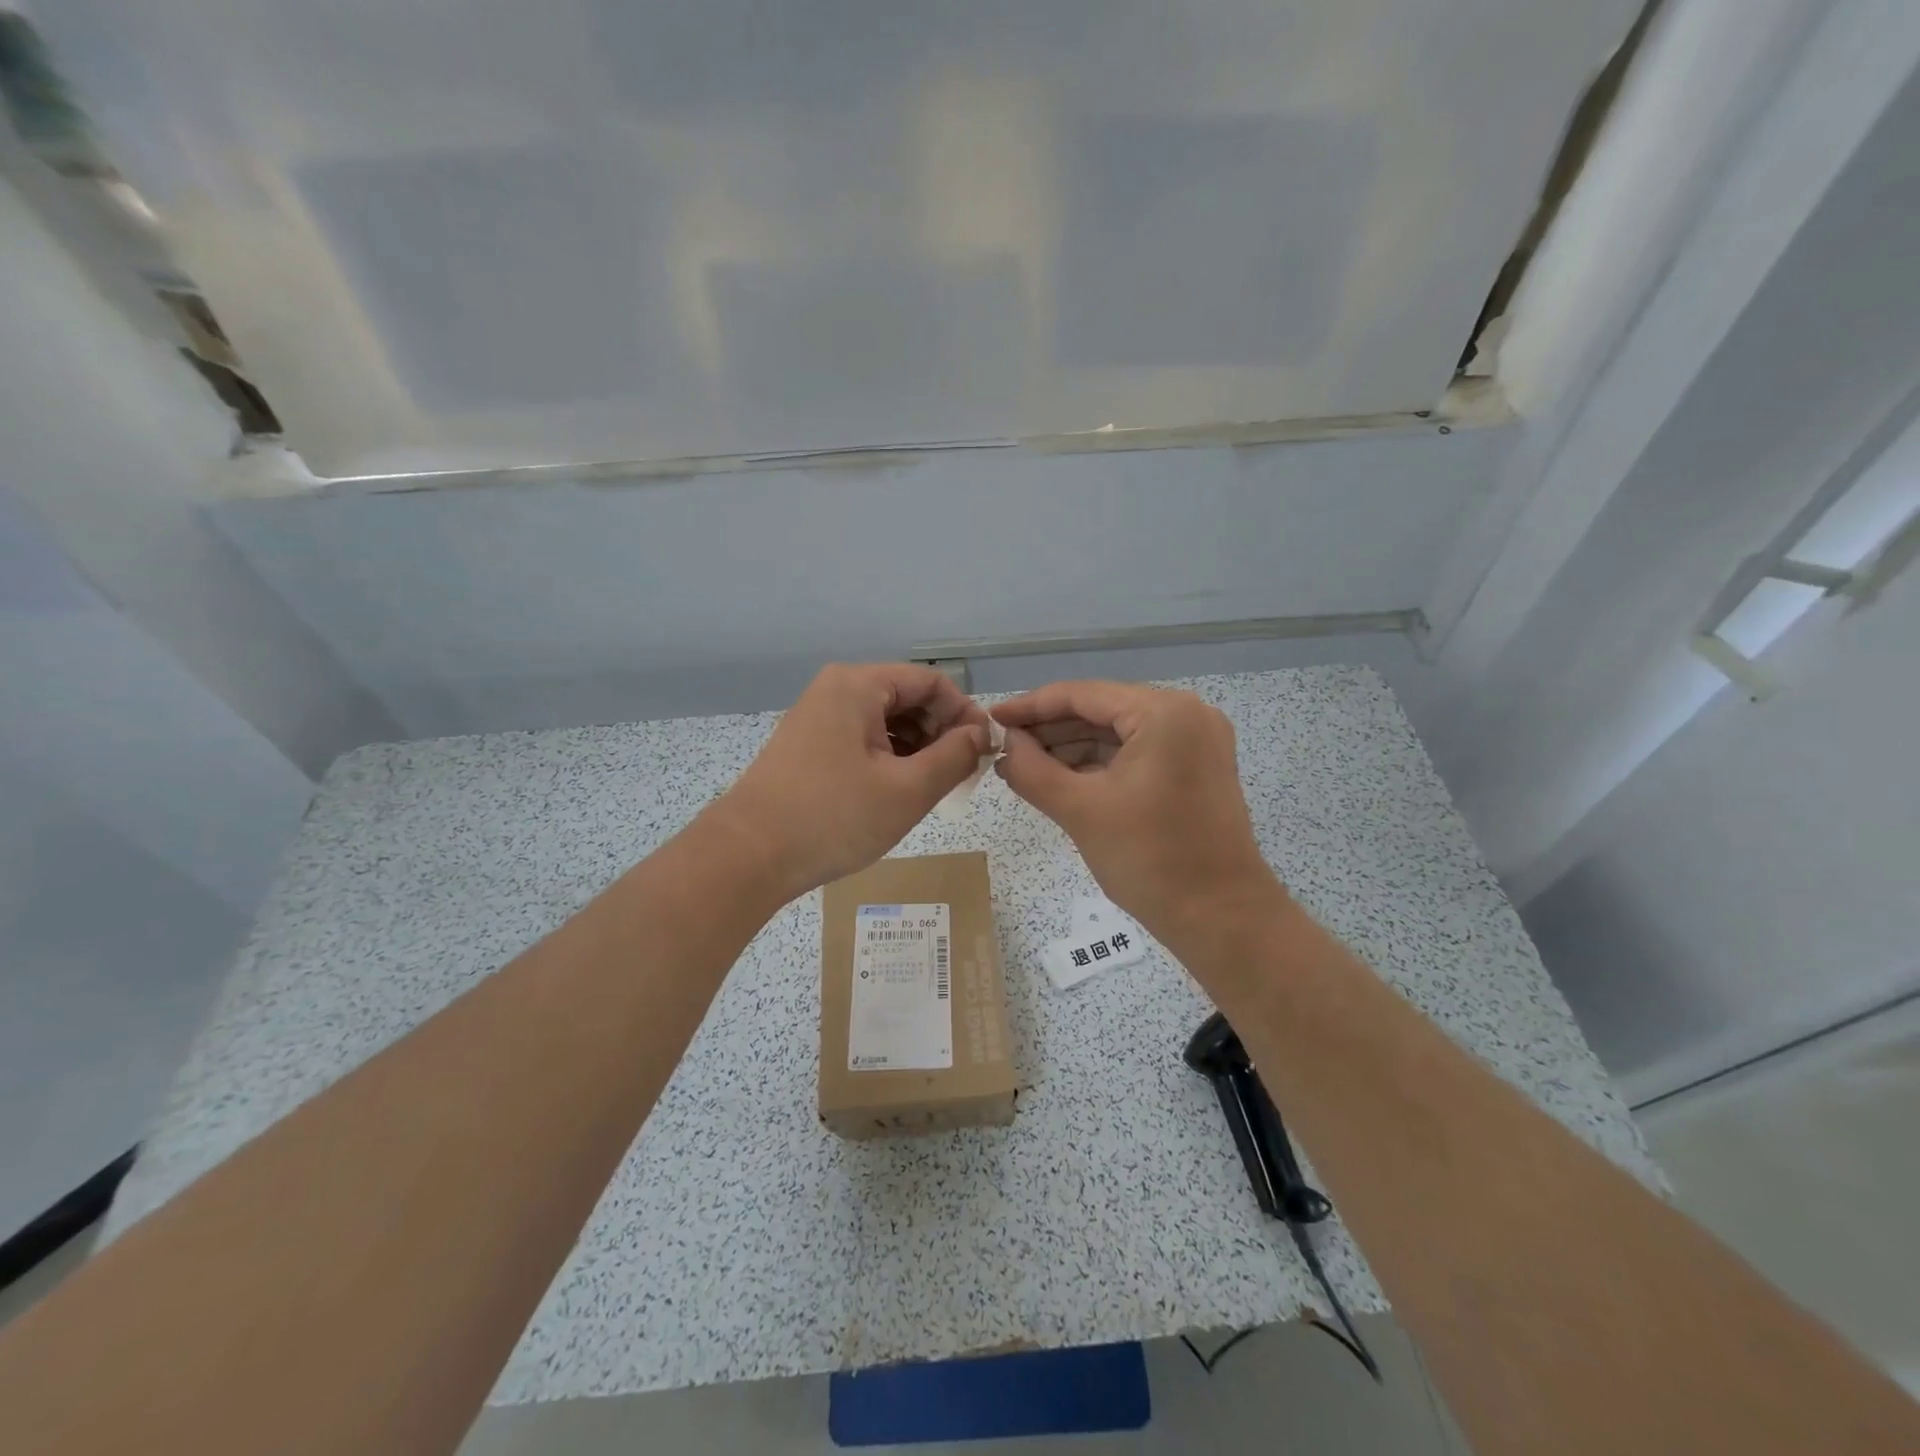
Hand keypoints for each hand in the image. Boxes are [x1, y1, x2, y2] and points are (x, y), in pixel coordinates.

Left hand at [709, 663, 991, 899]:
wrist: (748, 855)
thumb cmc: (834, 817)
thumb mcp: (908, 789)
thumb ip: (955, 756)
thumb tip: (981, 734)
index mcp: (859, 685)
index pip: (932, 682)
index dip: (965, 714)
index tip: (985, 752)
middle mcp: (836, 688)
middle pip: (907, 697)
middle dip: (941, 732)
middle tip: (960, 776)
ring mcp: (818, 715)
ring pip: (886, 720)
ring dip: (917, 748)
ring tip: (931, 788)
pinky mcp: (808, 743)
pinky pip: (862, 737)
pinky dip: (888, 758)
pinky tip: (897, 790)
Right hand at [991, 681, 1285, 949]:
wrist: (1222, 920)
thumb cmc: (1151, 860)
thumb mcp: (1080, 810)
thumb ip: (1031, 769)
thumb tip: (1003, 744)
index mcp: (1164, 712)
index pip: (1082, 695)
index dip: (1030, 706)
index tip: (990, 719)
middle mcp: (1186, 714)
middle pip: (1101, 710)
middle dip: (1049, 730)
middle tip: (1001, 747)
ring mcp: (1196, 742)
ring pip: (1117, 733)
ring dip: (1071, 748)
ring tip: (1022, 766)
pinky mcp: (1195, 769)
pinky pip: (1136, 753)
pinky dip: (1099, 765)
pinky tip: (1060, 778)